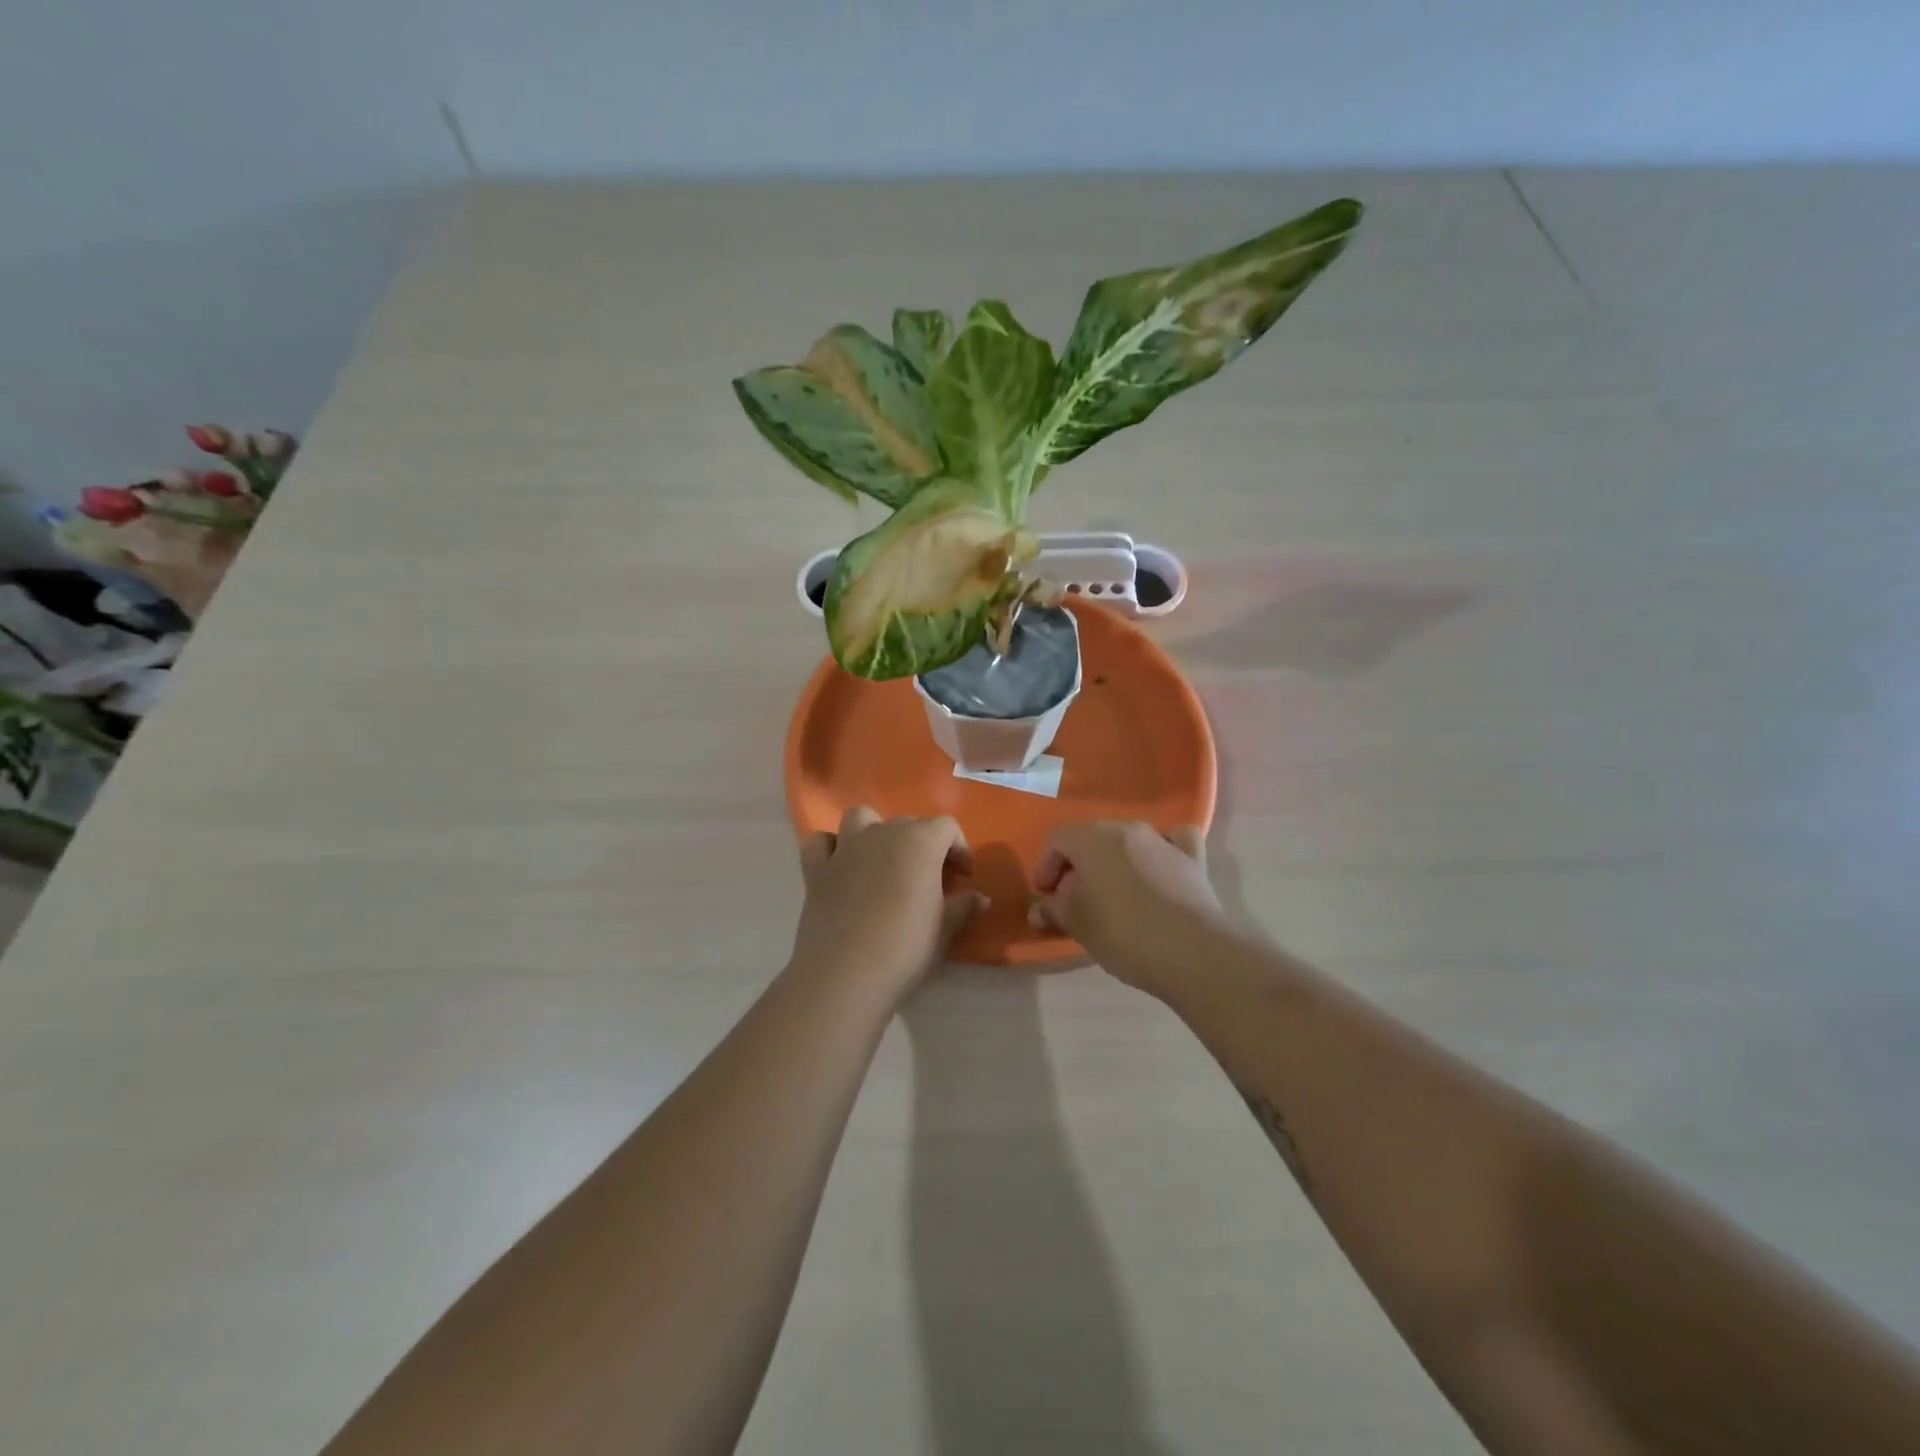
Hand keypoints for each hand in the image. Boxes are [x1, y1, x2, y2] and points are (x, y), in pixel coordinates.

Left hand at [791, 806, 987, 998]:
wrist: (845, 976)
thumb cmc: (905, 948)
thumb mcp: (944, 930)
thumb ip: (963, 907)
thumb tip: (981, 898)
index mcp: (919, 842)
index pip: (947, 827)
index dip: (959, 849)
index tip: (963, 879)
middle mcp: (882, 834)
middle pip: (908, 823)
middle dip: (923, 845)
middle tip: (930, 881)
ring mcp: (845, 848)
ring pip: (861, 818)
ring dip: (875, 831)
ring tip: (884, 861)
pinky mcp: (816, 870)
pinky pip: (822, 843)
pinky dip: (832, 848)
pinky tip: (842, 868)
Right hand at [1030, 822, 1224, 991]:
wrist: (1192, 952)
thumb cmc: (1124, 934)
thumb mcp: (1078, 926)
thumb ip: (1054, 911)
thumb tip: (1039, 910)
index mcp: (1093, 839)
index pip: (1058, 838)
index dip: (1046, 865)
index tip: (1046, 896)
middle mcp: (1127, 829)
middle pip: (1093, 837)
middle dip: (1078, 865)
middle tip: (1074, 899)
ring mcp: (1163, 841)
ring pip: (1130, 840)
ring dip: (1115, 861)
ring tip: (1113, 894)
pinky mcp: (1193, 859)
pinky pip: (1173, 842)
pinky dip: (1162, 851)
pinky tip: (1159, 869)